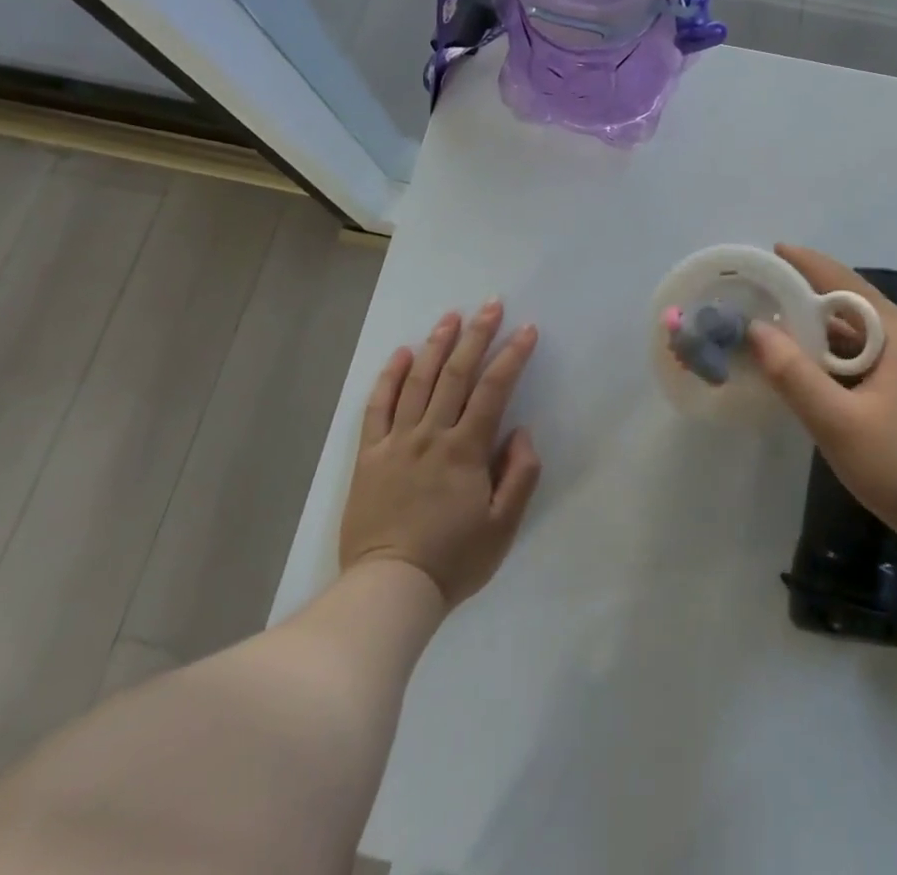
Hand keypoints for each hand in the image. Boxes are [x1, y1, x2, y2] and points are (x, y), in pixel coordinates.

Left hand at [339, 303, 542, 607]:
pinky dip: (389, 377)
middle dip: (476, 335)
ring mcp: (396, 442)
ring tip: (450, 316)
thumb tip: (521, 430)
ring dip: (436, 345)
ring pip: (417, 381)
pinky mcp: (369, 456)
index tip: (527, 329)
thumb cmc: (453, 560)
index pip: (493, 390)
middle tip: (490, 304)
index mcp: (465, 450)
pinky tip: (400, 353)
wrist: (389, 590)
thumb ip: (520, 474)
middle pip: (455, 374)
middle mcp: (430, 435)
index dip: (512, 356)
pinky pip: (377, 407)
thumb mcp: (503, 527)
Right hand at [748, 246, 896, 561]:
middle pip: (861, 311)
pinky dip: (853, 362)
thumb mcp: (838, 425)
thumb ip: (794, 375)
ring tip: (791, 341)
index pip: (848, 283)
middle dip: (815, 304)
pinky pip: (886, 363)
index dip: (808, 265)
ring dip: (833, 338)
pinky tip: (833, 382)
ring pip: (874, 340)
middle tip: (771, 304)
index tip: (775, 251)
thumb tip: (756, 329)